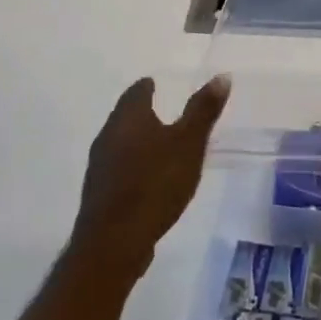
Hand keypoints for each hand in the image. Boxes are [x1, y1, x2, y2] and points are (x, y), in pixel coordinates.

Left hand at [70, 74, 232, 278]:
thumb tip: (221, 76)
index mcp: (128, 118)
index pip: (135, 92)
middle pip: (124, 116)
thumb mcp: (189, 144)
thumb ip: (203, 111)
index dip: (147, 87)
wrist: (114, 243)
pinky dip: (133, 166)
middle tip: (162, 112)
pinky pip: (118, 169)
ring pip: (119, 143)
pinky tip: (147, 179)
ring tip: (159, 145)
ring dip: (137, 141)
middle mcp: (107, 136)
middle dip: (141, 113)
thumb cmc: (155, 184)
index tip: (156, 85)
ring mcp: (99, 167)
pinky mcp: (99, 194)